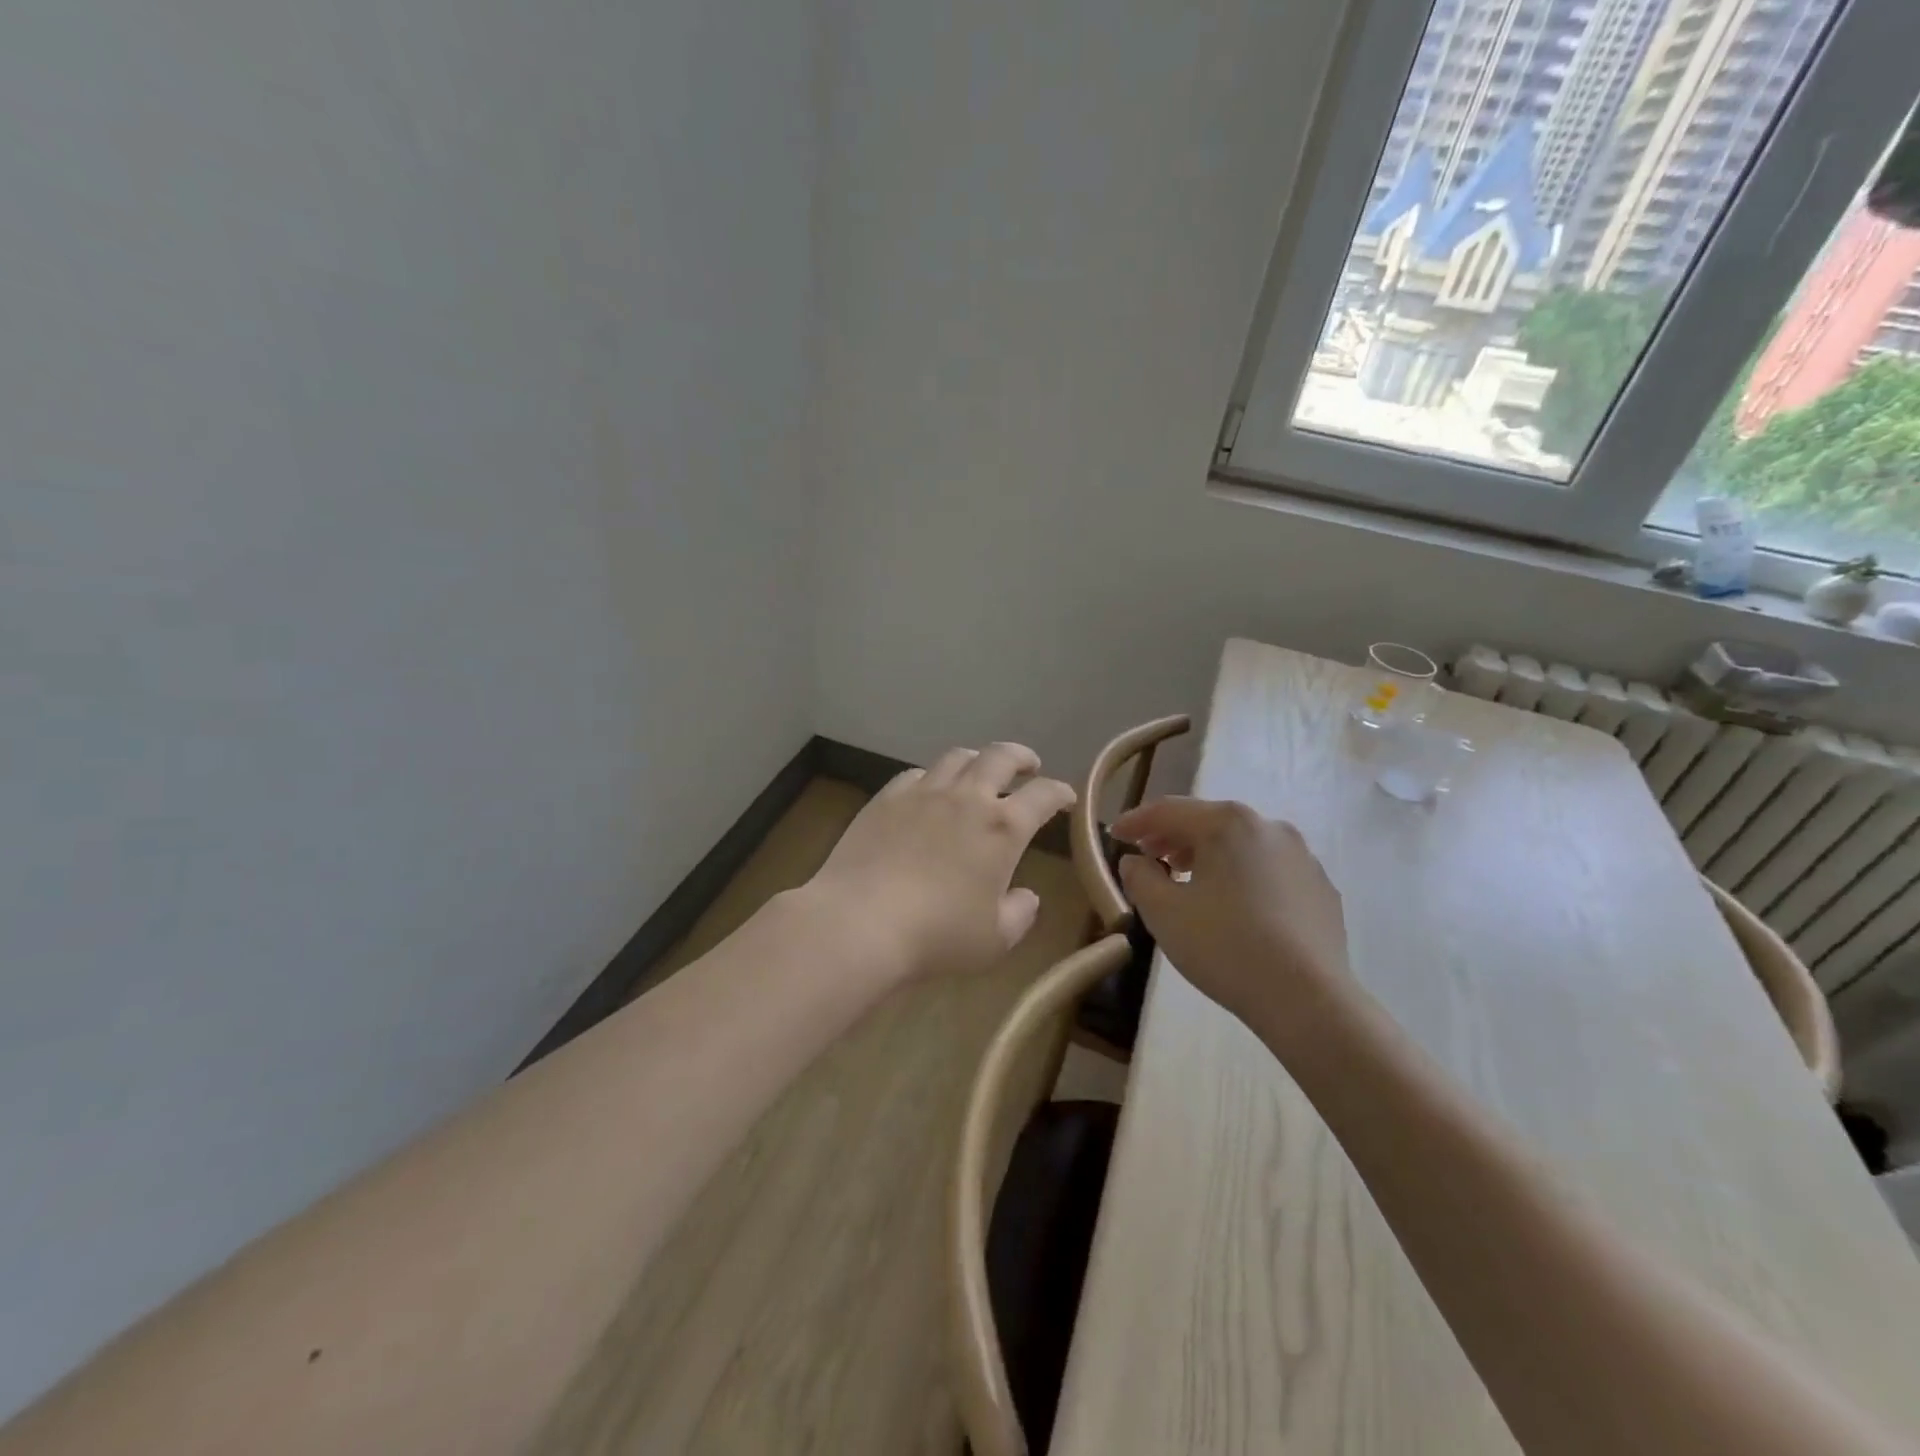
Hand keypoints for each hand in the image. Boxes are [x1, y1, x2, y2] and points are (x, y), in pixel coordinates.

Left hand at [806, 744, 1075, 982]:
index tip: (1065, 797)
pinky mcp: (886, 799)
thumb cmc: (937, 936)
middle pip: (1000, 756)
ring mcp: (923, 793)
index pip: (1043, 795)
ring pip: (957, 757)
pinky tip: (929, 791)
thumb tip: (1026, 896)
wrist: (860, 922)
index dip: (1060, 793)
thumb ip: (1019, 914)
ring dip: (977, 759)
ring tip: (980, 770)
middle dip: (1021, 757)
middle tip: (1028, 765)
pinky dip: (933, 777)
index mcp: (1003, 829)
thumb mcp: (994, 940)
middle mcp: (967, 798)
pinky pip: (916, 774)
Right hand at [1113, 798, 1351, 1037]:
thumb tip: (1135, 861)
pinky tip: (1233, 906)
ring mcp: (1302, 857)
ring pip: (1242, 845)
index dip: (1136, 821)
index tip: (1114, 835)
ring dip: (1208, 856)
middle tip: (1148, 857)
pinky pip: (1269, 871)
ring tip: (1187, 879)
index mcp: (1228, 823)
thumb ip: (1139, 877)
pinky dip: (1242, 876)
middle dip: (1173, 837)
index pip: (1169, 811)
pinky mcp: (1321, 888)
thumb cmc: (1224, 946)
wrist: (1308, 999)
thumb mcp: (1163, 912)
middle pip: (1209, 822)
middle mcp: (1269, 826)